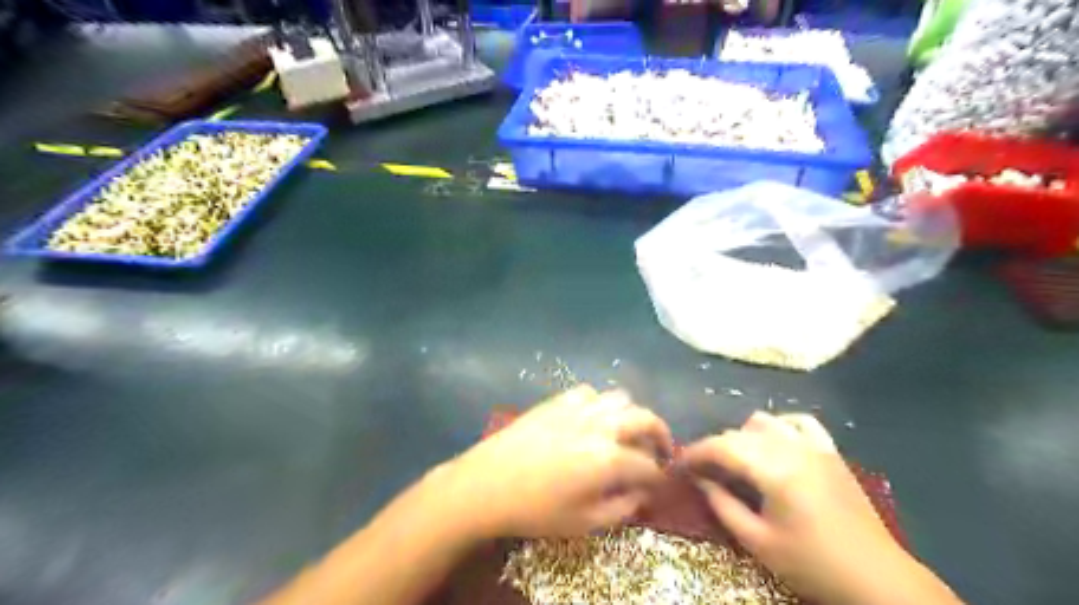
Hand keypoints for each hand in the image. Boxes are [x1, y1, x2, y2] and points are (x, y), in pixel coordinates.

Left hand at [449, 384, 670, 536]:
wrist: (486, 484)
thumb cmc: (535, 510)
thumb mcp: (583, 523)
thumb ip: (621, 508)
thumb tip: (641, 493)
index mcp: (609, 459)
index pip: (649, 465)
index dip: (659, 477)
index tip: (658, 485)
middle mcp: (600, 425)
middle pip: (645, 419)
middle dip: (660, 435)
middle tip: (660, 451)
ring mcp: (578, 408)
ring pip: (620, 398)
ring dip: (631, 416)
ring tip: (626, 434)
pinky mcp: (557, 400)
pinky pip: (590, 392)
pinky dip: (600, 404)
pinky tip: (592, 420)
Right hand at [681, 414, 908, 604]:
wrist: (876, 578)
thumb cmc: (812, 564)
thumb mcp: (758, 542)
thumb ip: (723, 505)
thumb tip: (700, 480)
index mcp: (774, 470)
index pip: (721, 447)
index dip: (695, 453)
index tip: (678, 465)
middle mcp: (792, 447)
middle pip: (738, 433)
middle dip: (714, 448)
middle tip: (702, 471)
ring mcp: (814, 445)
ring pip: (764, 421)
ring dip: (743, 436)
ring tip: (738, 462)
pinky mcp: (830, 451)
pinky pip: (799, 422)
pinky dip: (779, 427)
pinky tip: (774, 445)